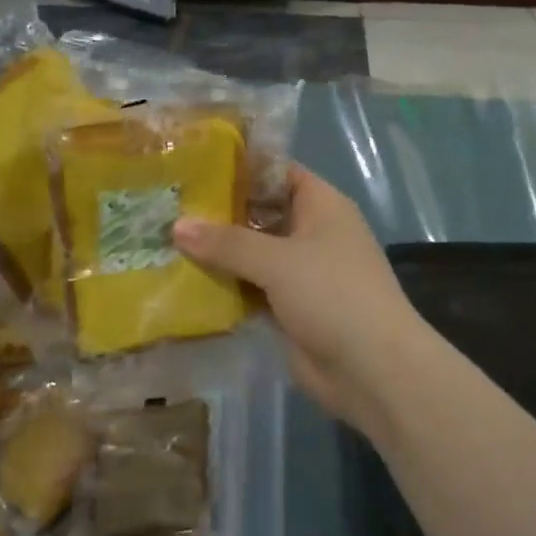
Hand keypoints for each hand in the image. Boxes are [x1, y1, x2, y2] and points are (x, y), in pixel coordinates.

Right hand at [174, 165, 421, 433]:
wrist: (372, 368)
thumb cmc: (332, 294)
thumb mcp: (278, 261)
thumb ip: (227, 242)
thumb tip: (176, 225)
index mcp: (321, 205)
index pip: (276, 172)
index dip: (238, 167)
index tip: (192, 166)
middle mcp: (311, 232)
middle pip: (259, 213)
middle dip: (218, 213)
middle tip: (166, 206)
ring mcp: (300, 272)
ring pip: (251, 253)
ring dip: (217, 253)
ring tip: (162, 241)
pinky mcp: (289, 308)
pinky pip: (250, 287)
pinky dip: (225, 286)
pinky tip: (183, 281)